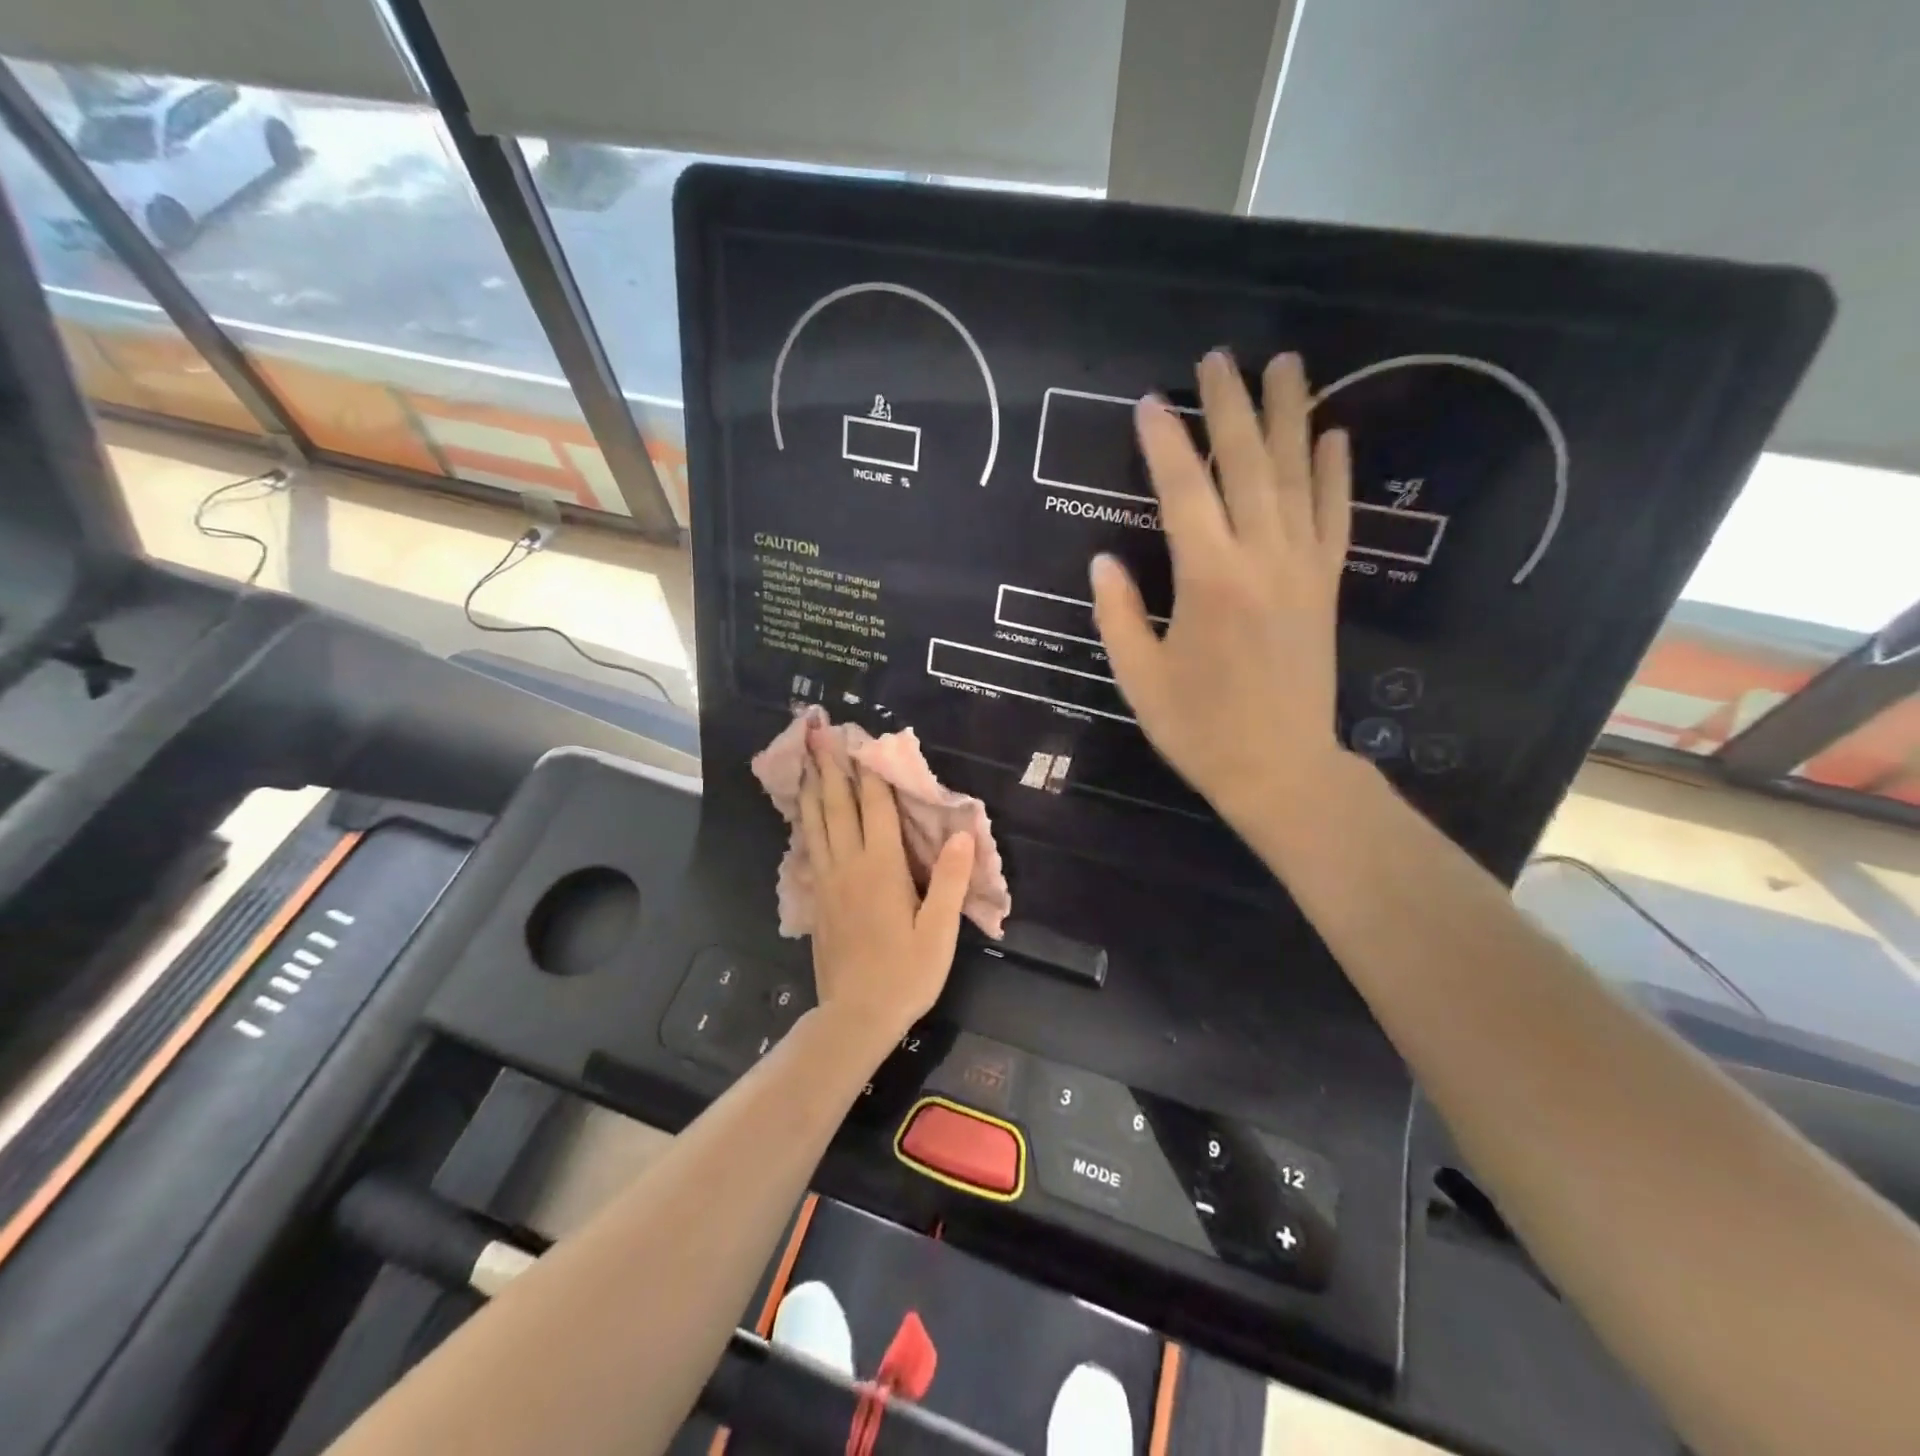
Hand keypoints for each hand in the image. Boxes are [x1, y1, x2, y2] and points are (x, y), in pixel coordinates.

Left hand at [798, 725, 975, 1052]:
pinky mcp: (817, 899)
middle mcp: (849, 866)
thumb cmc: (905, 973)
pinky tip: (803, 814)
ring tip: (806, 760)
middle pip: (837, 806)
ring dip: (812, 788)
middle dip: (831, 767)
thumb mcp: (939, 931)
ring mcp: (827, 882)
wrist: (855, 1016)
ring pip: (816, 824)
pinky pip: (808, 848)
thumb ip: (948, 880)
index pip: (876, 808)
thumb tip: (961, 834)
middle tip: (819, 733)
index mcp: (881, 868)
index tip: (865, 740)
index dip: (871, 772)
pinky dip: (805, 823)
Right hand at [1091, 351, 1351, 830]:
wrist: (1280, 768)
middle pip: (1246, 465)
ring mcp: (1302, 568)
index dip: (1164, 443)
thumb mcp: (1139, 678)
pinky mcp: (1326, 585)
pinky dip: (1335, 473)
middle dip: (1229, 407)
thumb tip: (1103, 561)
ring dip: (1289, 417)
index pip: (1183, 492)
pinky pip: (1334, 517)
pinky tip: (1334, 436)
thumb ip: (1118, 614)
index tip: (1150, 401)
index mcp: (1208, 579)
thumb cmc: (1199, 729)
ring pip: (1296, 477)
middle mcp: (1261, 558)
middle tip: (1218, 357)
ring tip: (1284, 364)